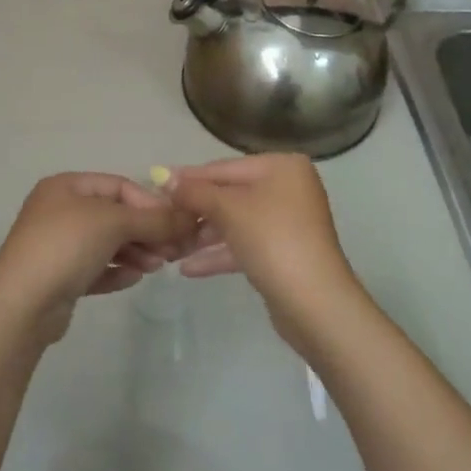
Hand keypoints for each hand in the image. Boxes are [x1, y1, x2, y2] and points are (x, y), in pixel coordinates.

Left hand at [0, 173, 189, 340]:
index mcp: (67, 187)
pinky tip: (134, 278)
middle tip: (173, 250)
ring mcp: (58, 245)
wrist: (21, 304)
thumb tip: (189, 218)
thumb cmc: (65, 246)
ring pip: (107, 243)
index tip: (176, 224)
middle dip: (146, 230)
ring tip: (156, 267)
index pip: (119, 186)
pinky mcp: (60, 277)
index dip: (150, 203)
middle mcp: (60, 210)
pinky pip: (96, 267)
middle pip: (115, 215)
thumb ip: (153, 219)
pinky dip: (117, 270)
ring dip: (136, 252)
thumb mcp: (113, 223)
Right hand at [162, 154, 359, 347]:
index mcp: (282, 166)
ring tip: (170, 247)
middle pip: (230, 194)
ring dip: (204, 235)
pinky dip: (220, 253)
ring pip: (236, 222)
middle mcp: (288, 188)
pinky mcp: (284, 253)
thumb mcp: (228, 209)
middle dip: (196, 211)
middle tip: (161, 220)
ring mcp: (288, 222)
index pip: (224, 168)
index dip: (189, 178)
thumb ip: (194, 191)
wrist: (314, 303)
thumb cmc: (272, 239)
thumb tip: (163, 175)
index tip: (156, 185)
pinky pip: (245, 245)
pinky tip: (188, 268)